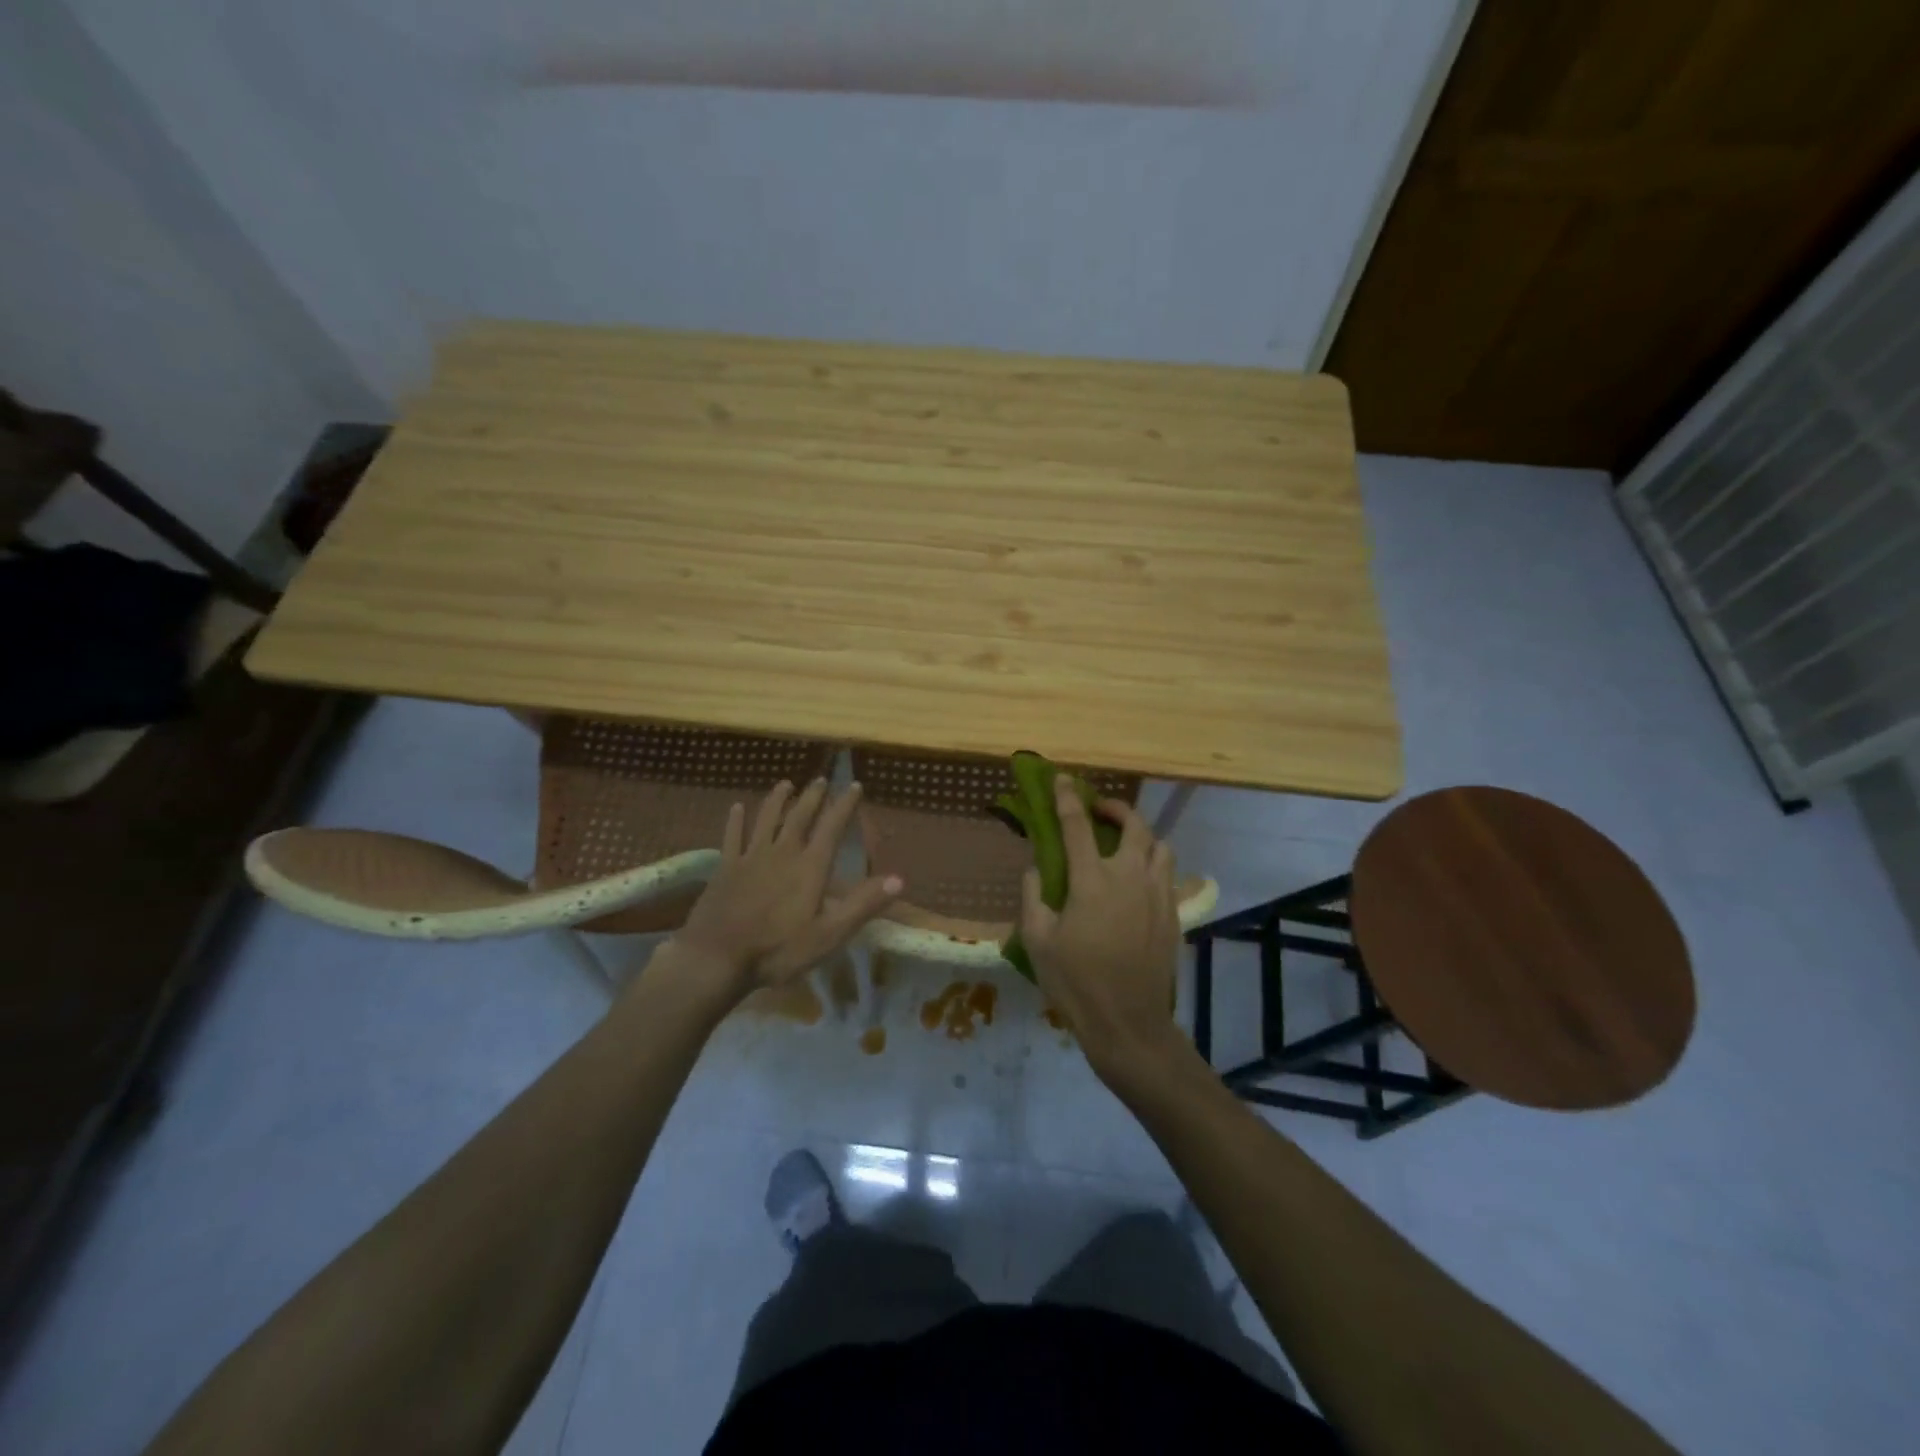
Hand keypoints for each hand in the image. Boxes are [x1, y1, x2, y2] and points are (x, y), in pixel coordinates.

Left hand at [665, 779, 901, 1001]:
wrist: (716, 958)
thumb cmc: (777, 950)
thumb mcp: (829, 935)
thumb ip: (862, 905)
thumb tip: (899, 879)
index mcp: (810, 867)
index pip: (832, 827)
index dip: (845, 805)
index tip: (854, 785)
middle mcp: (782, 852)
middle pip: (800, 816)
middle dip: (813, 796)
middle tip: (821, 779)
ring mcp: (751, 857)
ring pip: (766, 819)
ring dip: (778, 800)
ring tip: (785, 783)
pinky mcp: (726, 868)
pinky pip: (732, 836)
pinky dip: (736, 820)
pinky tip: (737, 808)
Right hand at [1019, 776, 1183, 1078]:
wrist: (1128, 1023)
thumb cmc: (1075, 982)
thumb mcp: (1037, 941)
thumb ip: (1033, 897)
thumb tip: (1035, 870)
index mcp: (1092, 880)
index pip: (1077, 826)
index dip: (1067, 798)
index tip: (1061, 779)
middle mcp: (1130, 877)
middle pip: (1134, 825)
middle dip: (1115, 809)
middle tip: (1098, 811)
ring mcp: (1157, 895)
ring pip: (1160, 846)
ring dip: (1141, 836)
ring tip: (1124, 845)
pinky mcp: (1173, 914)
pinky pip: (1168, 875)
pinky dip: (1153, 865)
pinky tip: (1138, 882)